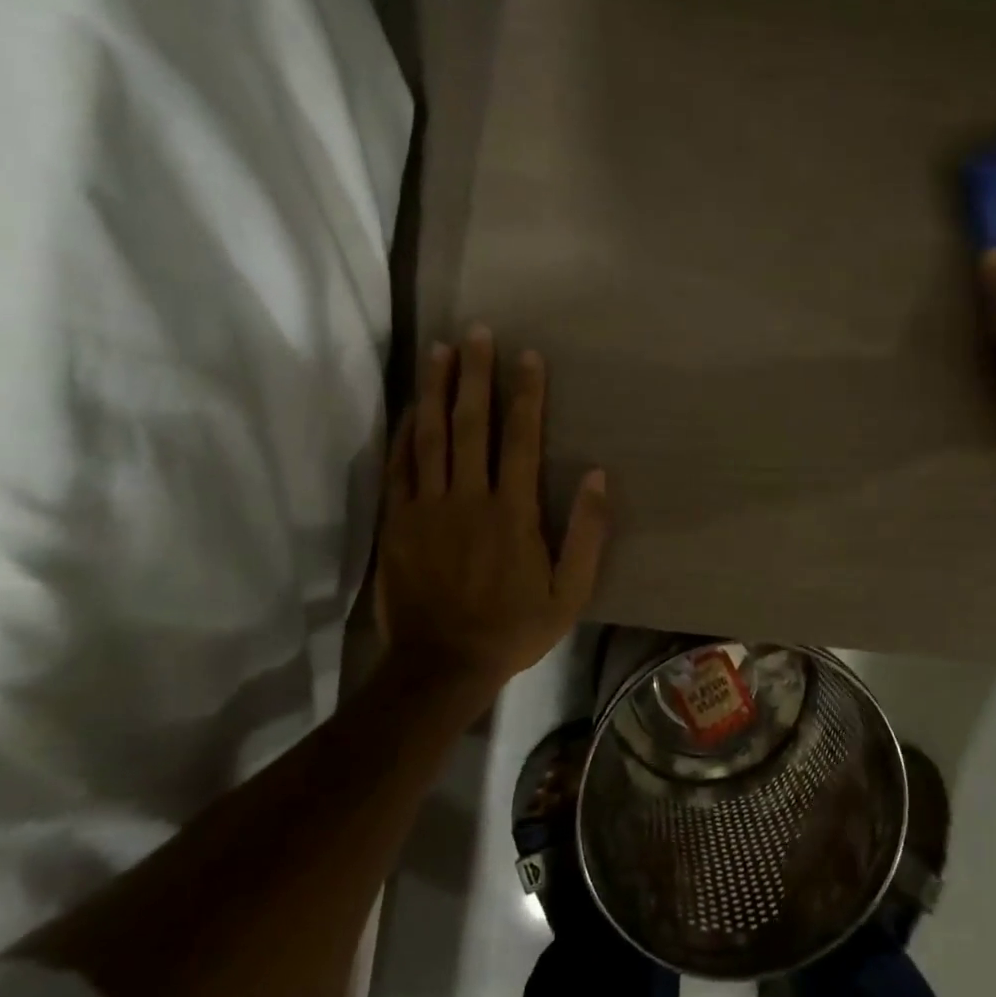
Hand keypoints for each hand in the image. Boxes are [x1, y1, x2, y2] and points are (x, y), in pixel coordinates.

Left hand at [374, 326, 608, 701]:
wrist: (442, 665)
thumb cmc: (514, 627)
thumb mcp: (570, 591)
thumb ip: (587, 532)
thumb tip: (597, 475)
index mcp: (512, 511)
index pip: (520, 437)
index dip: (525, 393)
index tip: (526, 355)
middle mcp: (468, 498)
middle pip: (470, 424)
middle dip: (475, 374)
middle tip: (475, 331)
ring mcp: (426, 508)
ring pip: (430, 436)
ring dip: (435, 390)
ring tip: (438, 350)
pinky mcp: (398, 522)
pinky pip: (399, 467)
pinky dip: (404, 433)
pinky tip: (410, 407)